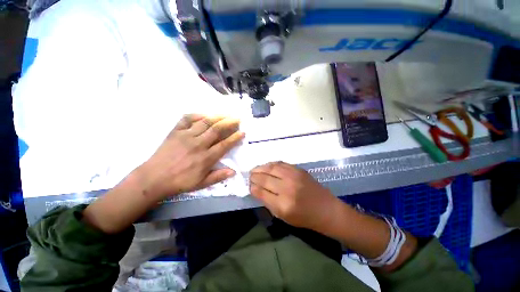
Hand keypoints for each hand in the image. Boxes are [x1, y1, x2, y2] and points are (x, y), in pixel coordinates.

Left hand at [137, 114, 244, 200]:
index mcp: (205, 158)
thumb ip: (218, 177)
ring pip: (205, 122)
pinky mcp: (175, 132)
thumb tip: (234, 171)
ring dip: (217, 117)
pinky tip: (204, 115)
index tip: (242, 132)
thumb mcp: (201, 184)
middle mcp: (198, 144)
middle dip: (229, 123)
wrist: (153, 178)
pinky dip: (197, 115)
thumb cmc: (180, 182)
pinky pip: (187, 119)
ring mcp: (186, 136)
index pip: (224, 145)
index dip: (235, 138)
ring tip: (226, 114)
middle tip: (237, 119)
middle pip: (217, 130)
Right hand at [250, 162, 340, 230]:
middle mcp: (287, 188)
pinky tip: (266, 166)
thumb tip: (256, 190)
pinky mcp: (298, 169)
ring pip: (271, 168)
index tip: (249, 185)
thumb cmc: (304, 218)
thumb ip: (268, 202)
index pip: (261, 192)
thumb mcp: (283, 217)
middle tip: (250, 176)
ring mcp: (294, 176)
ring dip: (260, 168)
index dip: (252, 187)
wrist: (326, 209)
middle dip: (254, 176)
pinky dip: (271, 164)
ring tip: (255, 169)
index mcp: (283, 205)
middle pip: (264, 178)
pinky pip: (280, 163)